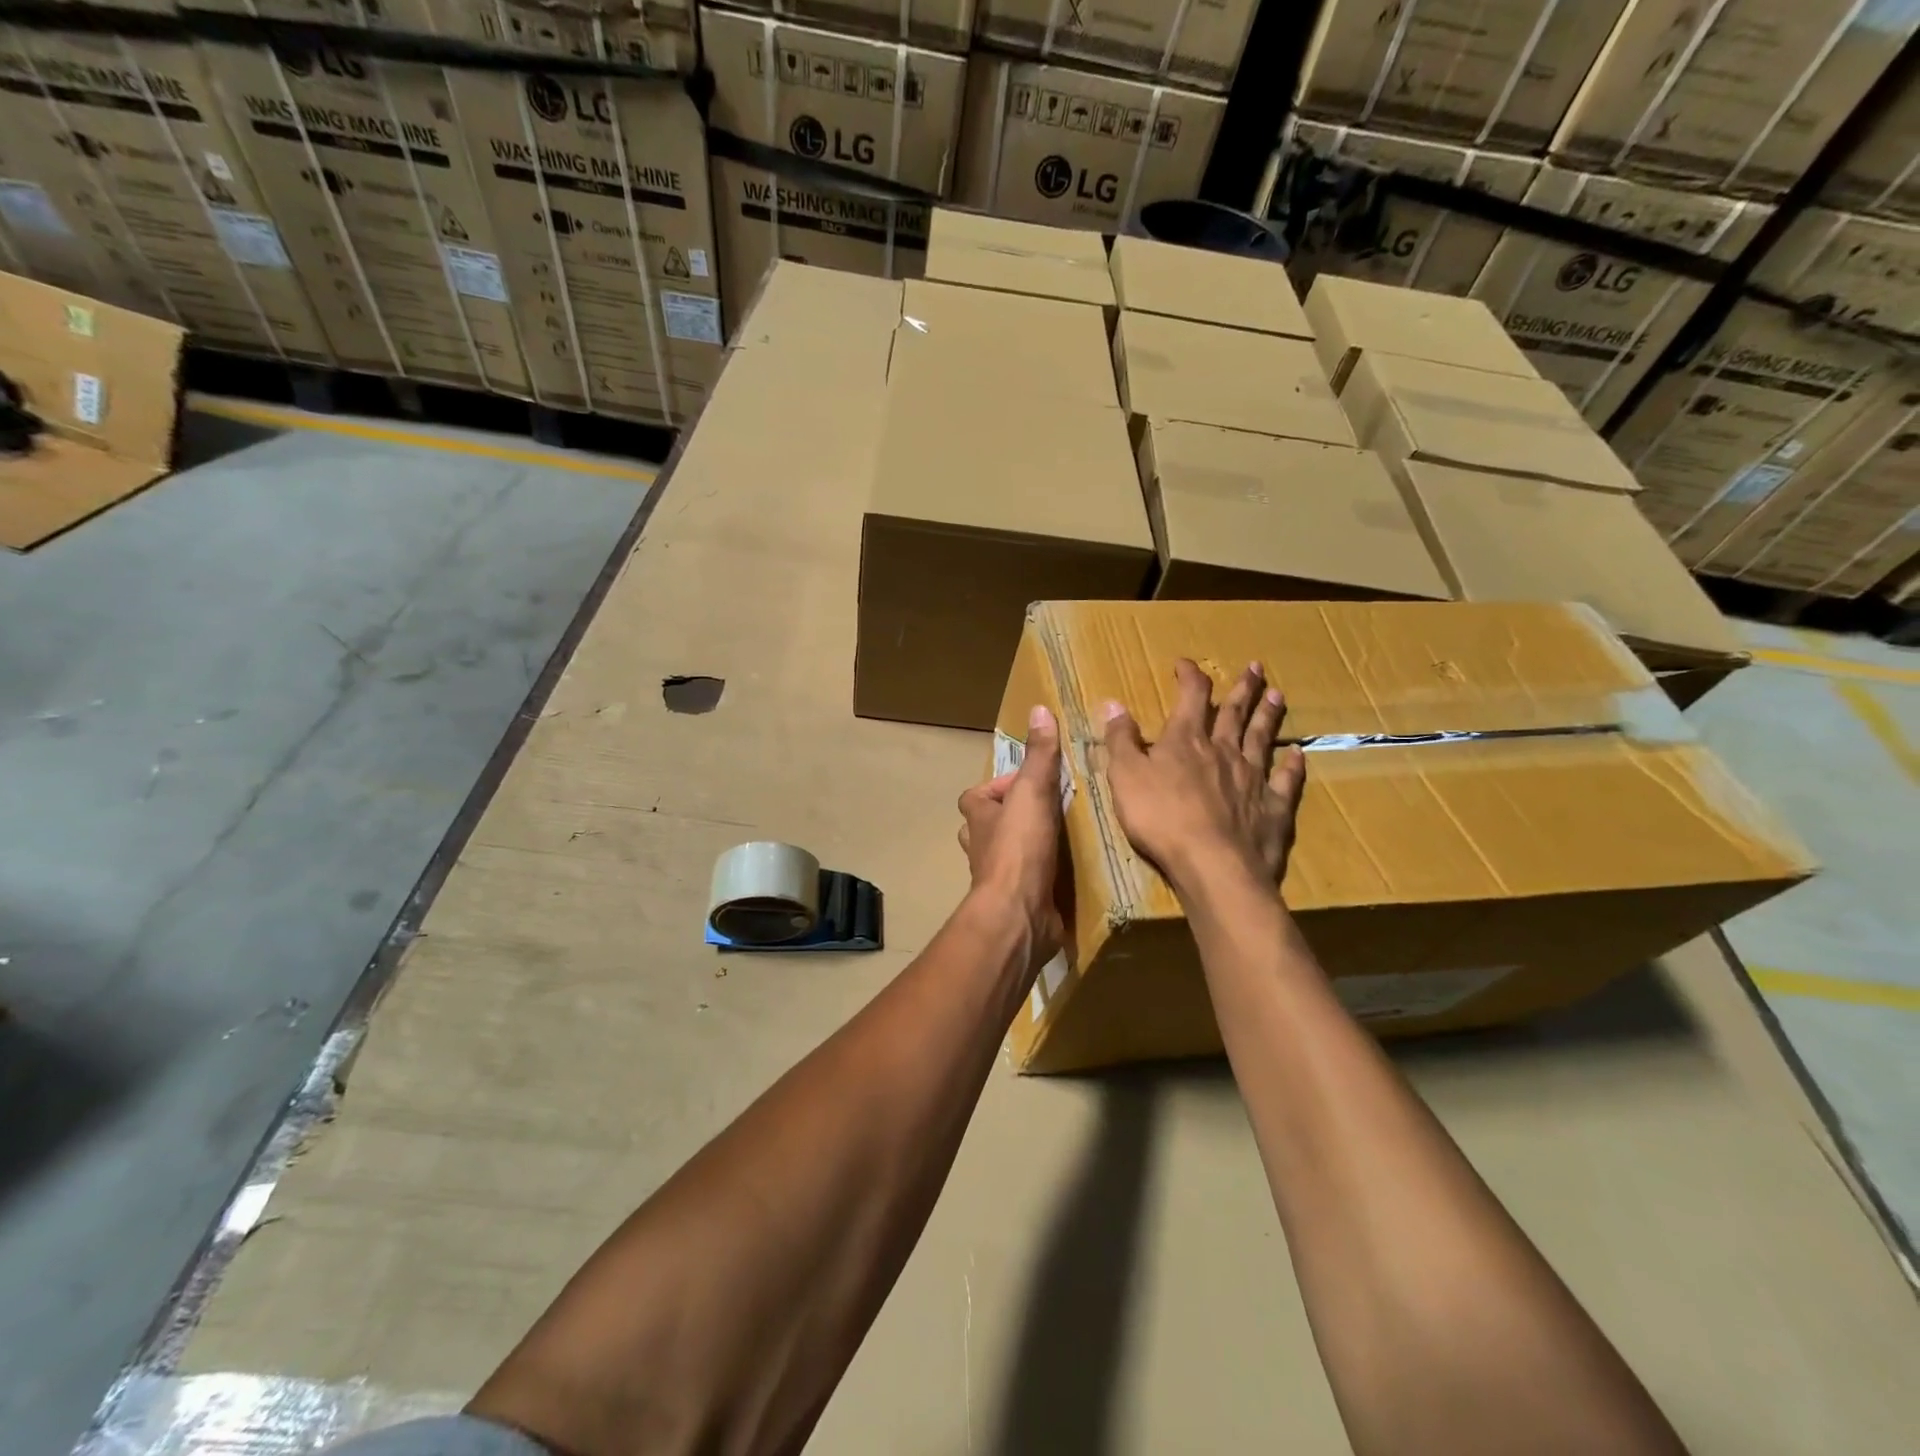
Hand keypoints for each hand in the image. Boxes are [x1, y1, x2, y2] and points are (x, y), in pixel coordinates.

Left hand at [957, 705, 1066, 965]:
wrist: (1018, 913)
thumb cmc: (1019, 848)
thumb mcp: (1032, 792)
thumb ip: (1038, 755)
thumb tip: (1039, 709)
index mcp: (977, 817)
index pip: (976, 795)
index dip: (999, 786)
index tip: (1030, 783)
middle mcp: (980, 846)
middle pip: (988, 824)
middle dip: (1011, 818)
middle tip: (1047, 811)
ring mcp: (995, 876)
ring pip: (1004, 854)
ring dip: (1025, 846)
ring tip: (1060, 838)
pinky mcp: (1015, 900)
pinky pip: (1025, 881)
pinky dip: (1039, 875)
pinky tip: (1065, 872)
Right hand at [1102, 660, 1305, 892]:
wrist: (1212, 863)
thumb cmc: (1160, 817)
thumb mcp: (1125, 775)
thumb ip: (1120, 740)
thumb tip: (1113, 703)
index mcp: (1186, 740)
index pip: (1191, 696)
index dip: (1189, 676)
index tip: (1185, 664)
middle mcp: (1223, 750)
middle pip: (1234, 712)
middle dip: (1242, 688)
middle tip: (1255, 667)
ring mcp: (1252, 777)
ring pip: (1262, 738)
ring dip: (1268, 715)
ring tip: (1277, 695)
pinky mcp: (1272, 807)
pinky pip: (1285, 779)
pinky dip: (1292, 765)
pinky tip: (1298, 753)